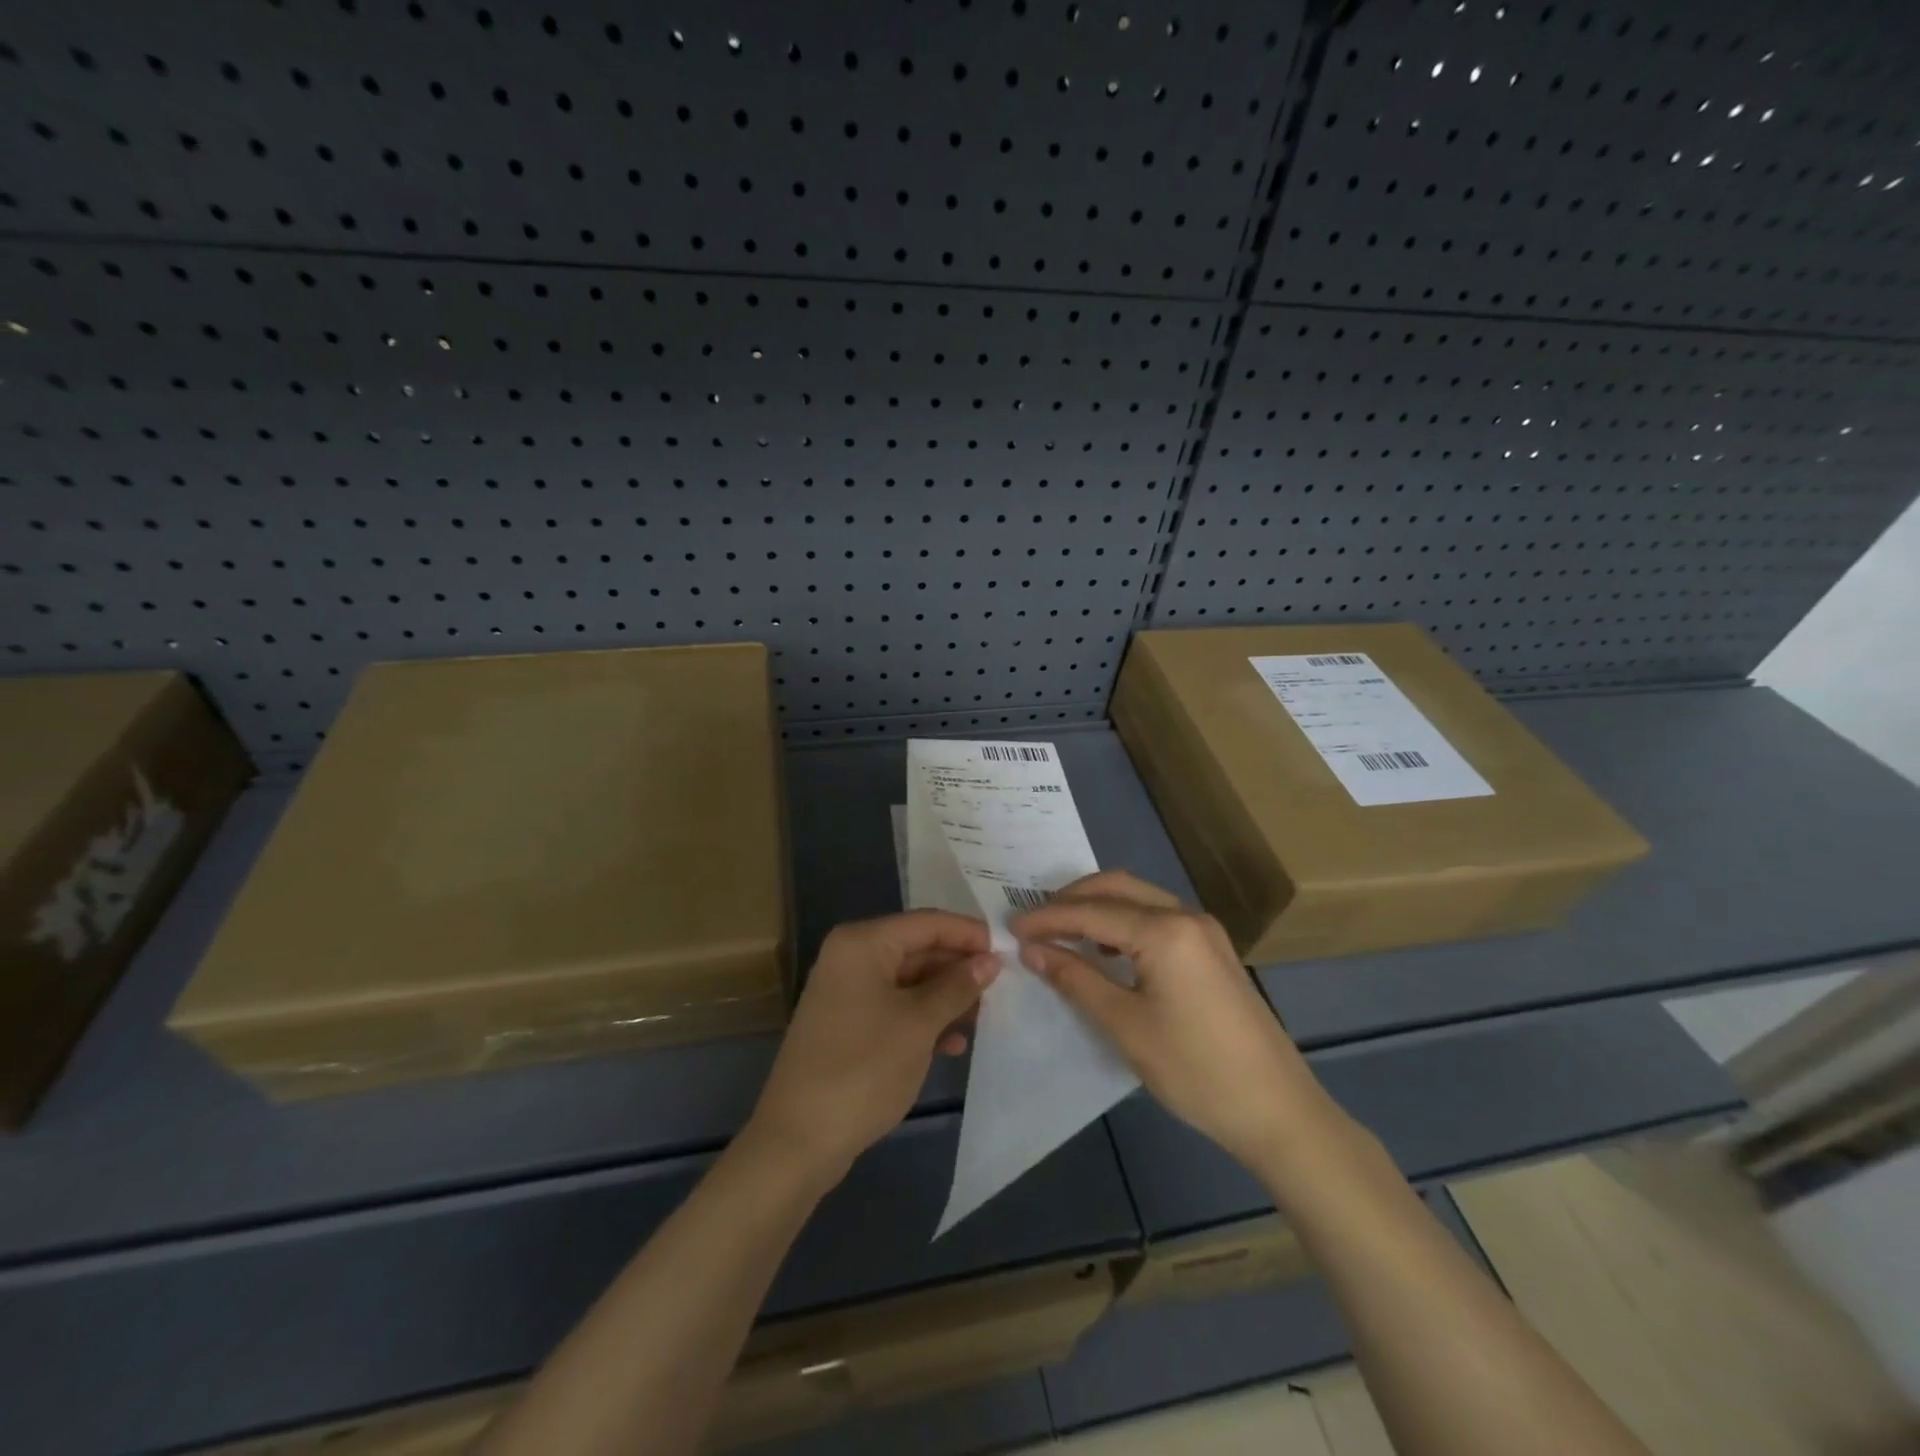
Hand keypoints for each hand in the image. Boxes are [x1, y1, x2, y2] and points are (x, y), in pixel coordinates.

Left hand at [748, 910, 998, 1181]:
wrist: (799, 1140)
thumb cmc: (863, 1069)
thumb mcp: (919, 1024)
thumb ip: (957, 987)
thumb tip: (989, 961)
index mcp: (863, 943)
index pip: (927, 923)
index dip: (969, 934)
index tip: (1008, 950)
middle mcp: (852, 957)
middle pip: (918, 950)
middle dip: (959, 968)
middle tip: (1002, 987)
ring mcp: (848, 992)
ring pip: (910, 982)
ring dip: (946, 998)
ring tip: (984, 1018)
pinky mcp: (849, 1025)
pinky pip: (896, 1008)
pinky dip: (925, 1020)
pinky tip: (954, 1044)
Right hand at [1012, 871, 1332, 1173]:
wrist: (1278, 1110)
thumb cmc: (1194, 1070)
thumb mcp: (1125, 1025)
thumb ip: (1076, 979)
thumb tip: (1032, 950)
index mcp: (1164, 931)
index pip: (1091, 912)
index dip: (1048, 919)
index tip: (1010, 929)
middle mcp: (1186, 916)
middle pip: (1117, 887)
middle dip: (1071, 899)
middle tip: (1035, 923)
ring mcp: (1204, 930)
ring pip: (1139, 898)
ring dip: (1098, 908)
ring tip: (1063, 934)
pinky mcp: (1213, 949)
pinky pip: (1158, 917)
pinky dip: (1124, 922)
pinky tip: (1108, 951)